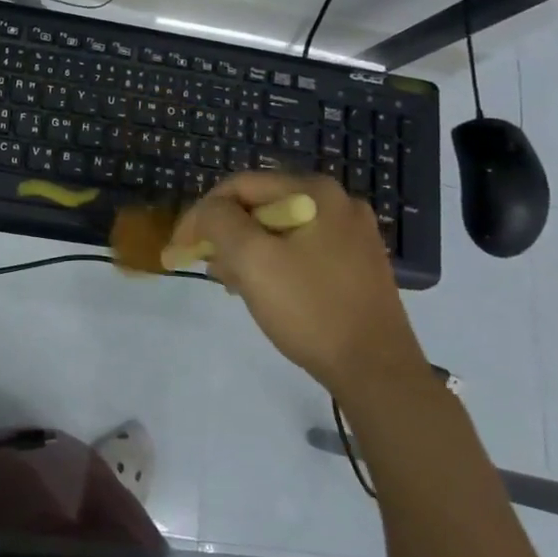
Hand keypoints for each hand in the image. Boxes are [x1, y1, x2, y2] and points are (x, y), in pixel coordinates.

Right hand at [170, 172, 429, 394]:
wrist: (376, 370)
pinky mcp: (356, 264)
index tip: (180, 248)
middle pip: (260, 206)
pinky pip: (300, 250)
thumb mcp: (251, 258)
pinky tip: (263, 292)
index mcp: (315, 191)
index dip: (202, 213)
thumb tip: (207, 213)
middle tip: (207, 269)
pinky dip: (273, 264)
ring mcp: (351, 234)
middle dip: (225, 235)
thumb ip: (218, 221)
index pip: (240, 185)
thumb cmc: (310, 308)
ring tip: (232, 284)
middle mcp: (338, 203)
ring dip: (246, 251)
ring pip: (278, 230)